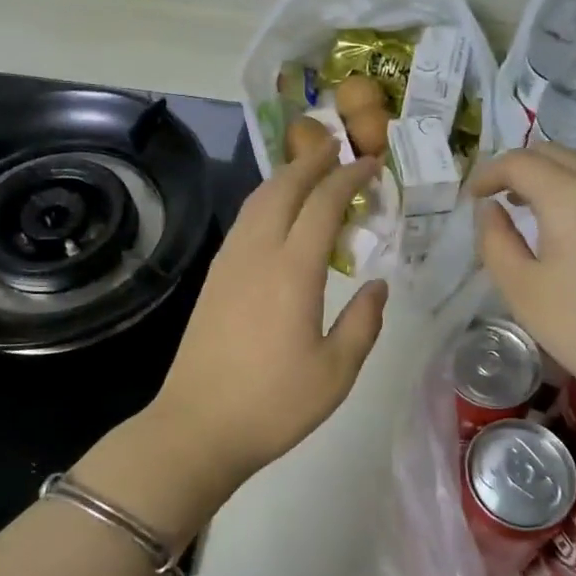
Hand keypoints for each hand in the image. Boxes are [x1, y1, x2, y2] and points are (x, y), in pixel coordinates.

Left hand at [147, 138, 387, 484]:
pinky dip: (266, 200)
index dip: (350, 177)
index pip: (324, 204)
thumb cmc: (273, 404)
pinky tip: (277, 213)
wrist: (197, 427)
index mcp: (292, 271)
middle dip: (313, 161)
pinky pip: (244, 220)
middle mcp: (257, 253)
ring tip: (311, 170)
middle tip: (339, 148)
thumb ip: (363, 323)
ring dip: (286, 176)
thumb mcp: (335, 372)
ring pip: (258, 200)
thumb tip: (378, 285)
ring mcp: (229, 262)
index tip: (372, 163)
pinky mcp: (214, 277)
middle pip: (284, 188)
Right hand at [472, 146, 575, 425]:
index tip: (473, 198)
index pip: (519, 162)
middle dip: (519, 167)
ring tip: (530, 207)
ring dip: (550, 175)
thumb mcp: (523, 290)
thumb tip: (491, 210)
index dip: (489, 173)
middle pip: (554, 153)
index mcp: (569, 195)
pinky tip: (571, 224)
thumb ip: (495, 241)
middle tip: (497, 198)